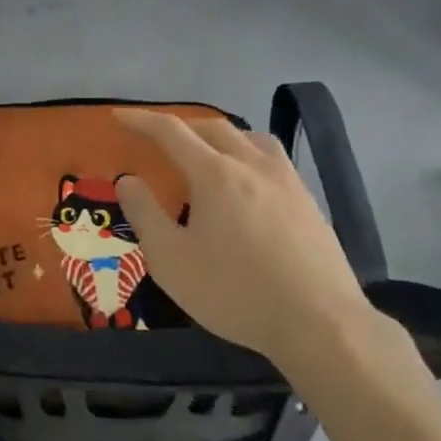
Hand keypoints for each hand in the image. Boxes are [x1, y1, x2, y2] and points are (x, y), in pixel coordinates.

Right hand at [113, 110, 375, 362]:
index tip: (119, 116)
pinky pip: (274, 161)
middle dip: (182, 126)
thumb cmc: (235, 292)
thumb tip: (128, 180)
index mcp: (215, 174)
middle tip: (160, 138)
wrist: (320, 323)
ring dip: (222, 136)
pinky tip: (251, 186)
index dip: (142, 121)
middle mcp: (252, 165)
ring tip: (210, 154)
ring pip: (251, 138)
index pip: (172, 132)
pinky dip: (250, 156)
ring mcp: (287, 182)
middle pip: (213, 128)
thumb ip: (145, 214)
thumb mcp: (172, 260)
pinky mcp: (309, 203)